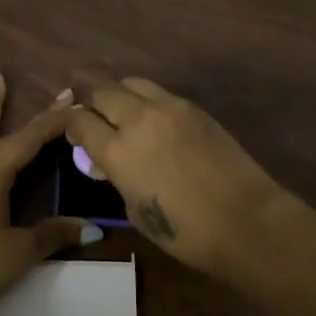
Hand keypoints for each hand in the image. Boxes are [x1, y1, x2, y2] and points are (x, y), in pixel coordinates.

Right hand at [67, 76, 288, 275]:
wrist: (246, 220)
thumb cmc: (186, 232)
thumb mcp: (135, 211)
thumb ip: (117, 178)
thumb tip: (110, 163)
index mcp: (117, 151)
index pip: (79, 121)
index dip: (70, 124)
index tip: (72, 132)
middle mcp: (138, 119)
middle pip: (101, 91)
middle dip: (90, 100)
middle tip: (90, 112)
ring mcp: (168, 107)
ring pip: (130, 82)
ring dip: (119, 93)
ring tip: (121, 109)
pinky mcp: (194, 107)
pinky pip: (159, 92)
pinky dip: (146, 100)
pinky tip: (152, 118)